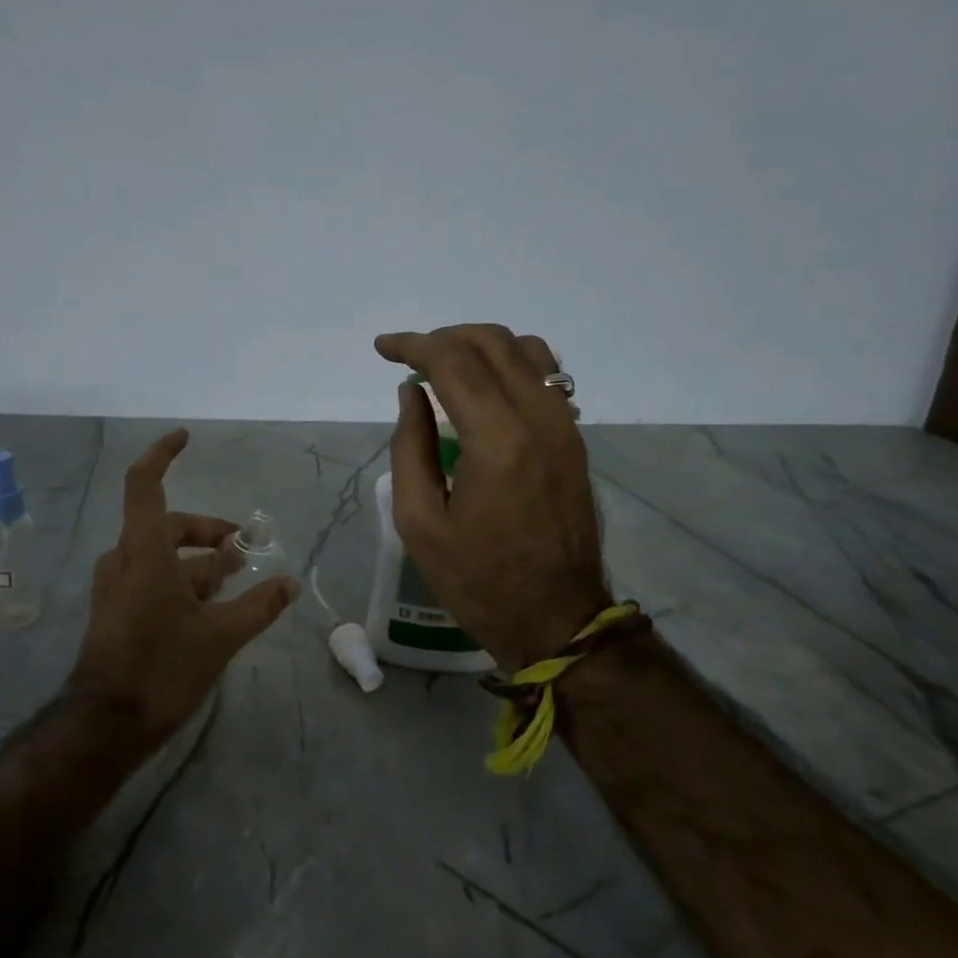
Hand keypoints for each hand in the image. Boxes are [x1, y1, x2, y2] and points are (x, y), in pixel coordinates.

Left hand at [70, 429, 300, 746]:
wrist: (106, 724)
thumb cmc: (162, 668)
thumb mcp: (220, 636)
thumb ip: (258, 605)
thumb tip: (289, 583)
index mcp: (144, 551)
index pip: (145, 484)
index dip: (162, 455)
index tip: (185, 438)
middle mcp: (125, 559)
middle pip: (167, 524)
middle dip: (207, 530)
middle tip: (243, 546)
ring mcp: (117, 585)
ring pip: (161, 555)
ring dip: (198, 559)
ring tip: (234, 574)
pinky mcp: (116, 609)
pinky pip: (151, 577)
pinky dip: (181, 579)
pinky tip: (208, 603)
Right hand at [374, 324, 609, 671]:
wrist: (557, 618)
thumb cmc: (477, 579)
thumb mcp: (419, 522)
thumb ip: (410, 447)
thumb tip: (411, 394)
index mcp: (497, 440)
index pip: (452, 362)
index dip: (412, 346)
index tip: (382, 348)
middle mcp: (539, 419)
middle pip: (492, 344)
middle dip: (444, 338)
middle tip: (409, 356)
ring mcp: (565, 426)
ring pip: (527, 351)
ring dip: (481, 346)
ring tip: (446, 366)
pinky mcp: (575, 439)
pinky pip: (547, 376)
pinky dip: (511, 364)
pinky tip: (486, 387)